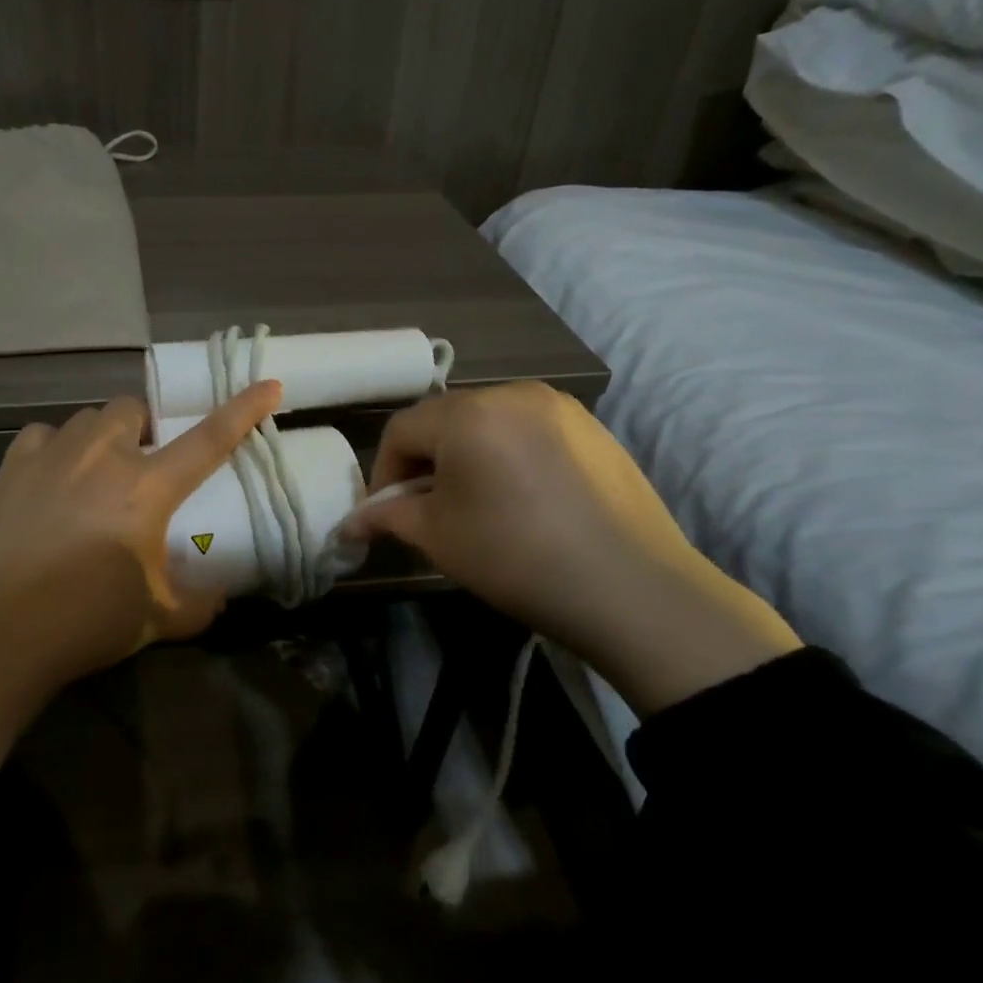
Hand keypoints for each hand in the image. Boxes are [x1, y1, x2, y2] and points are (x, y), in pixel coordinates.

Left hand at [0, 382, 282, 762]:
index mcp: (147, 488)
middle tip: (143, 464)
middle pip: (133, 409)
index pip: (209, 438)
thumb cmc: (88, 621)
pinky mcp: (11, 468)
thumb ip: (199, 604)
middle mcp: (102, 457)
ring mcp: (52, 456)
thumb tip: (219, 597)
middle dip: (145, 427)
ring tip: (96, 472)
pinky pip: (41, 436)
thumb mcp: (159, 619)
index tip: (269, 384)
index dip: (243, 409)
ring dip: (102, 437)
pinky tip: (51, 477)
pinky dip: (54, 448)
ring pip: (87, 418)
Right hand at [350, 382, 799, 714]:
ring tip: (478, 504)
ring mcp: (558, 406)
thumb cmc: (517, 558)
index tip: (387, 513)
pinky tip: (523, 499)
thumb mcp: (439, 537)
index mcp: (468, 414)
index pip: (402, 429)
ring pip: (488, 422)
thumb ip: (388, 517)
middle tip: (429, 510)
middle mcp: (511, 393)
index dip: (384, 471)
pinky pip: (528, 430)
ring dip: (468, 456)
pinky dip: (509, 455)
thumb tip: (350, 522)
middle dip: (426, 462)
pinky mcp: (592, 427)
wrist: (633, 589)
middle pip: (445, 419)